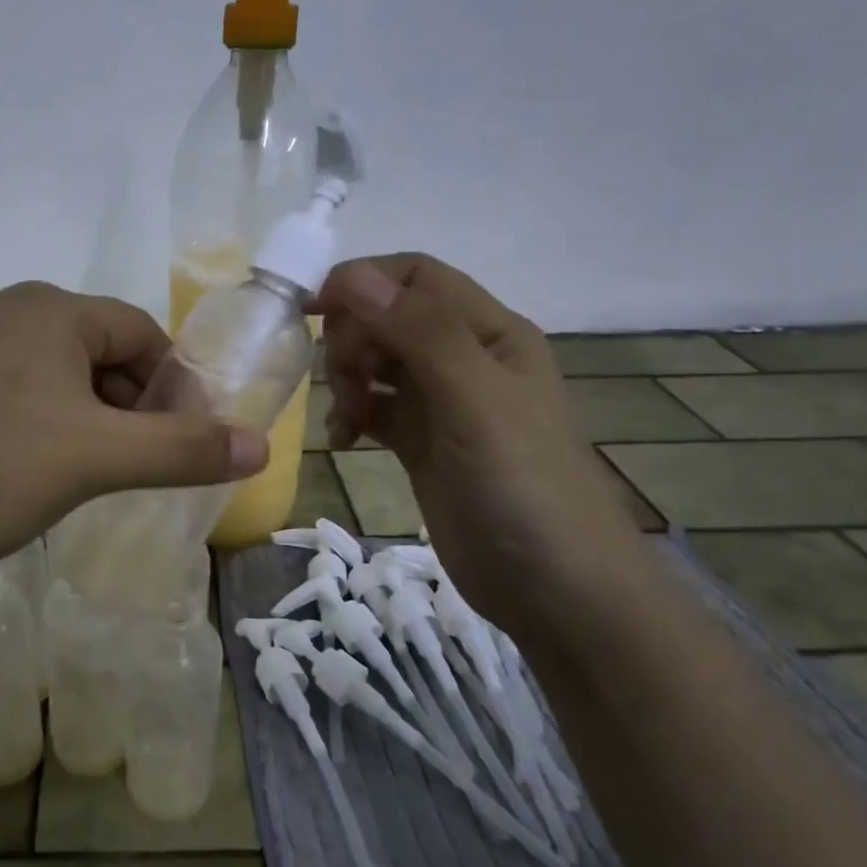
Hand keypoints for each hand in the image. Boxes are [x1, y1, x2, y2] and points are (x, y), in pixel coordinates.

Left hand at [0, 282, 266, 586]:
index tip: (176, 443)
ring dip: (79, 415)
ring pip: (48, 371)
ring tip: (75, 473)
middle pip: (94, 349)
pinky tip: (17, 468)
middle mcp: (1, 306)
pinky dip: (31, 419)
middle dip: (124, 404)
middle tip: (127, 466)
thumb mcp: (95, 461)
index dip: (171, 387)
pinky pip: (4, 387)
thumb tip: (261, 446)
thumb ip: (181, 449)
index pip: (139, 332)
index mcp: (47, 308)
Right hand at [311, 254, 652, 644]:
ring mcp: (442, 403)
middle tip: (342, 382)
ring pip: (376, 362)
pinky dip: (352, 414)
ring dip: (348, 378)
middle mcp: (464, 357)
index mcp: (489, 332)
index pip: (415, 277)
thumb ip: (420, 334)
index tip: (311, 310)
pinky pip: (374, 407)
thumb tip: (352, 275)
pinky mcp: (422, 442)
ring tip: (345, 419)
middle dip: (353, 339)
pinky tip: (344, 441)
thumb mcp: (475, 401)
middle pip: (388, 317)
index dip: (362, 282)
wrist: (556, 591)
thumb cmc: (523, 487)